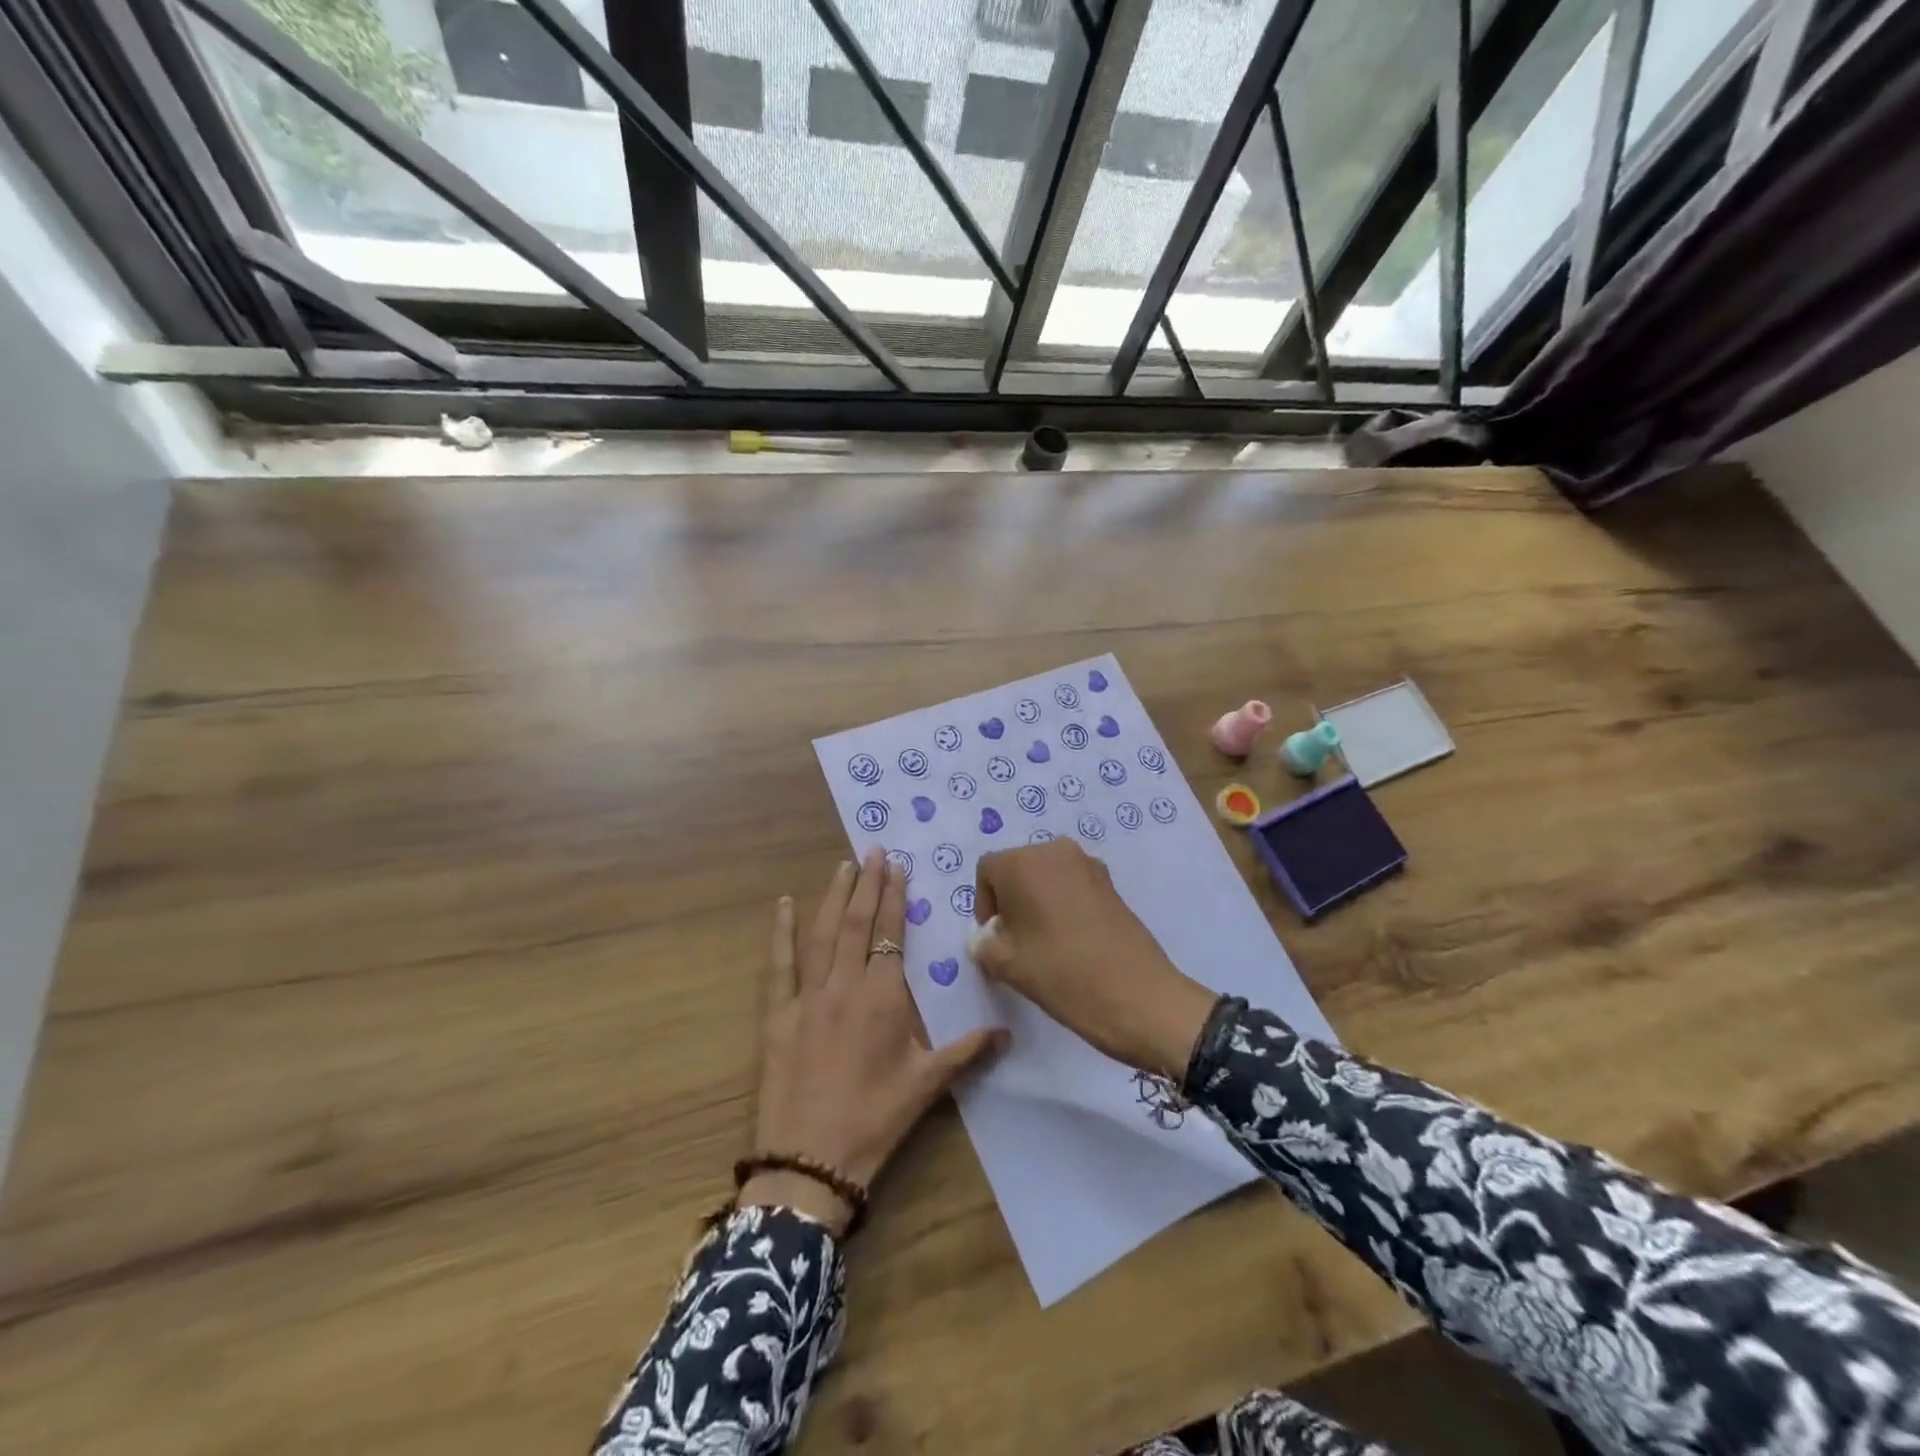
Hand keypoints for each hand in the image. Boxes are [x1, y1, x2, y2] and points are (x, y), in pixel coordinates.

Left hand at [744, 849, 1006, 1234]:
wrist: (811, 1162)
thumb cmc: (875, 1120)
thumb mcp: (927, 1085)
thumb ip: (967, 1050)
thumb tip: (1008, 1031)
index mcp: (883, 998)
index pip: (890, 934)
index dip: (895, 898)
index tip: (898, 866)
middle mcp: (845, 986)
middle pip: (856, 923)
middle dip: (867, 884)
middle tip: (873, 850)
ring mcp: (807, 997)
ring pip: (821, 934)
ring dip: (833, 896)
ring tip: (844, 866)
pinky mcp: (777, 1015)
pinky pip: (779, 964)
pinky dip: (781, 932)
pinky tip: (784, 905)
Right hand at [972, 840, 1216, 1078]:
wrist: (1137, 996)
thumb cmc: (1061, 974)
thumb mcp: (1006, 965)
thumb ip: (983, 944)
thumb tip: (986, 937)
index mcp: (1022, 862)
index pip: (987, 871)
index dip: (984, 904)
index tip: (994, 938)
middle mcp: (1055, 850)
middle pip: (1018, 868)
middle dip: (1011, 899)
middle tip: (1016, 941)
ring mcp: (1088, 864)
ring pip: (1047, 876)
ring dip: (1038, 901)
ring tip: (1043, 941)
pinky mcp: (1111, 883)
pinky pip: (1072, 884)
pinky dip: (1063, 903)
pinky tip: (1071, 940)